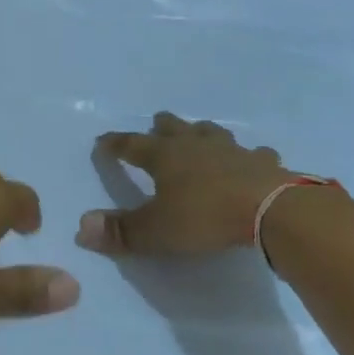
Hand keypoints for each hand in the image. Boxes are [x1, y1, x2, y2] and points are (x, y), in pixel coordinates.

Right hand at [78, 112, 337, 257]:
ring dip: (202, 133)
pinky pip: (253, 154)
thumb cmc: (205, 217)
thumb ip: (120, 231)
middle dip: (162, 126)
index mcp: (164, 157)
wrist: (272, 210)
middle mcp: (195, 146)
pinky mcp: (264, 164)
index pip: (131, 145)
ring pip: (212, 133)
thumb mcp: (156, 231)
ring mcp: (232, 151)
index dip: (115, 144)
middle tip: (157, 123)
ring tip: (199, 133)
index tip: (102, 141)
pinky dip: (248, 156)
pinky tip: (252, 160)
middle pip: (173, 128)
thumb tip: (82, 227)